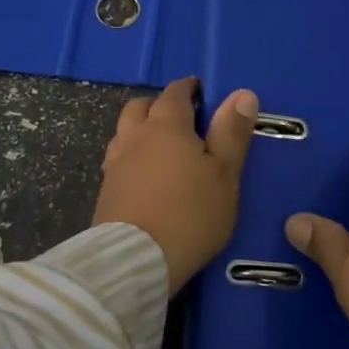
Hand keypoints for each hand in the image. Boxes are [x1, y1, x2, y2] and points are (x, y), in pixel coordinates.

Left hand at [93, 78, 258, 291]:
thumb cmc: (191, 213)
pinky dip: (132, 155)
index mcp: (166, 126)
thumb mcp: (224, 174)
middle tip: (181, 119)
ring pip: (125, 131)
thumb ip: (232, 133)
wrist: (136, 260)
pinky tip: (144, 174)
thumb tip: (242, 93)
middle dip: (160, 105)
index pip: (175, 93)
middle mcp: (135, 136)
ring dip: (141, 129)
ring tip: (162, 146)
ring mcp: (115, 163)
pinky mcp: (105, 190)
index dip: (189, 89)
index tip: (202, 93)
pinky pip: (118, 158)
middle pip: (141, 106)